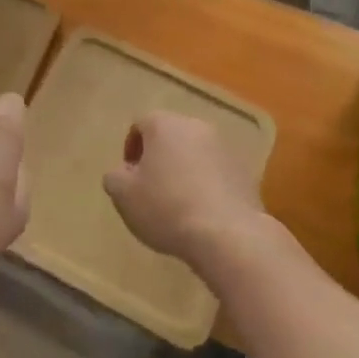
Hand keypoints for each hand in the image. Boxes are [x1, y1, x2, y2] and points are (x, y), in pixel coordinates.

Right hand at [103, 112, 266, 272]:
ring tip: (179, 203)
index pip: (140, 124)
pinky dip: (207, 184)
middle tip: (152, 189)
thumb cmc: (167, 208)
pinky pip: (216, 171)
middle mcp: (194, 125)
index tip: (130, 178)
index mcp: (164, 124)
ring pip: (195, 152)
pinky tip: (203, 212)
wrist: (227, 233)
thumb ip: (115, 177)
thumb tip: (121, 172)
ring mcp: (223, 146)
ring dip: (184, 169)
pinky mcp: (243, 169)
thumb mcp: (124, 196)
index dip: (131, 149)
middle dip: (159, 158)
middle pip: (170, 135)